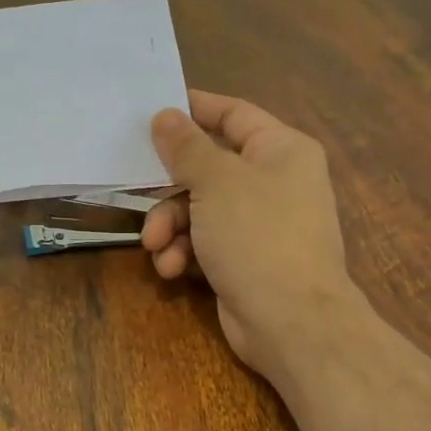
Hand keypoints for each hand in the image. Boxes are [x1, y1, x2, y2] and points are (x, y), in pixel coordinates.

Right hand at [140, 90, 354, 383]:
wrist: (291, 321)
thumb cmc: (257, 236)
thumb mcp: (216, 182)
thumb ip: (186, 147)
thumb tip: (165, 115)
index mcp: (281, 150)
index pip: (233, 114)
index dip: (194, 109)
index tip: (153, 109)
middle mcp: (273, 181)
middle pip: (207, 167)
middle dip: (170, 188)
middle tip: (139, 190)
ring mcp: (259, 223)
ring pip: (198, 208)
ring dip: (170, 226)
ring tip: (156, 247)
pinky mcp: (244, 258)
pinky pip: (204, 241)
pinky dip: (184, 252)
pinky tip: (172, 268)